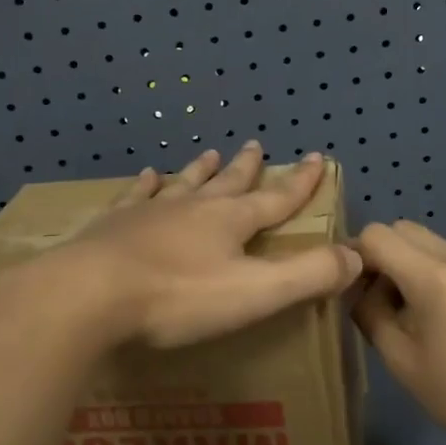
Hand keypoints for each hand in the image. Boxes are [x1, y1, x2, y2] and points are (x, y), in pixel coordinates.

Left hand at [10, 143, 361, 351]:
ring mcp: (150, 212)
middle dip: (248, 168)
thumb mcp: (255, 293)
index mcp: (230, 222)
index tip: (317, 158)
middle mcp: (193, 207)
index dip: (300, 182)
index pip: (277, 199)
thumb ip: (308, 275)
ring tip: (209, 154)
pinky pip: (135, 196)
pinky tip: (147, 175)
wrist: (88, 294)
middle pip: (228, 183)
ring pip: (183, 183)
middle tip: (257, 146)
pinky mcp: (112, 225)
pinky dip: (146, 184)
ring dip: (200, 169)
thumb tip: (357, 255)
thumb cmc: (177, 298)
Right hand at [352, 221, 445, 444]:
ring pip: (427, 242)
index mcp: (434, 276)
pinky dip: (430, 270)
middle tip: (374, 296)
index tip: (349, 287)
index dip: (354, 255)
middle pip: (403, 229)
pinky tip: (434, 315)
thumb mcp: (400, 360)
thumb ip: (370, 313)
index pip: (377, 235)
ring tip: (404, 309)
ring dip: (406, 262)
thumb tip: (357, 289)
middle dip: (380, 254)